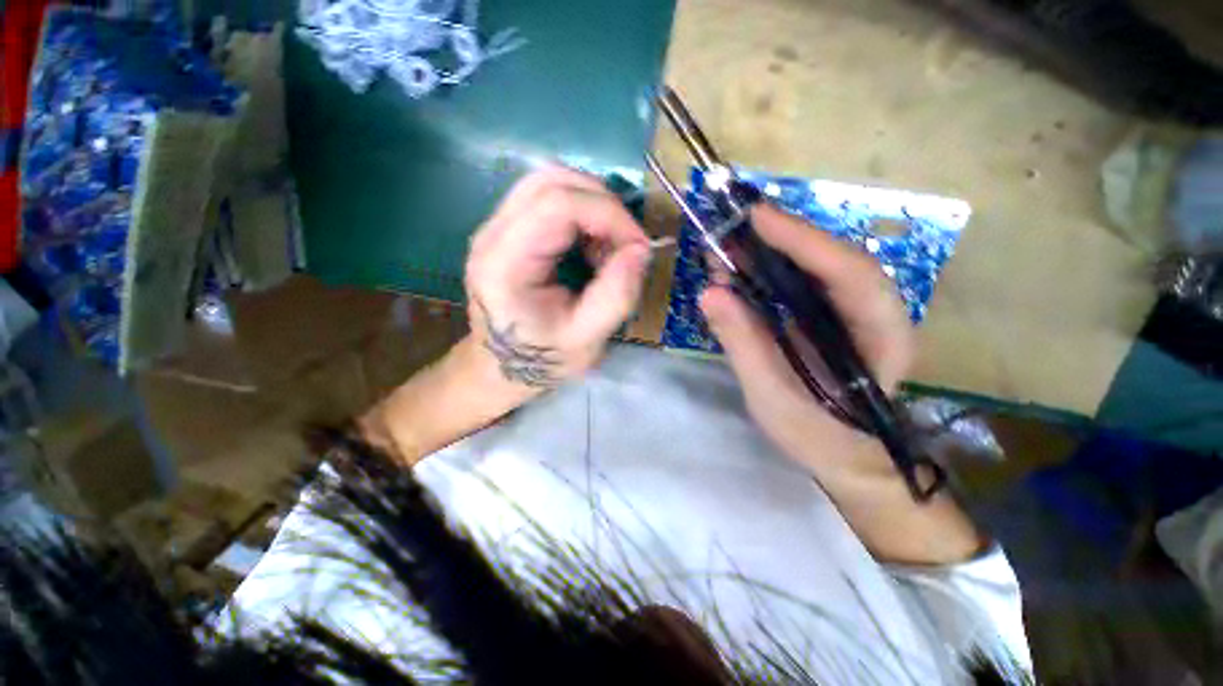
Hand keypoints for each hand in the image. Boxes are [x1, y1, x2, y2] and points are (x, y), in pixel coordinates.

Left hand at [464, 166, 651, 391]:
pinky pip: (548, 199)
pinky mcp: (507, 230)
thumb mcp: (587, 340)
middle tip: (626, 244)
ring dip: (593, 208)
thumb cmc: (543, 360)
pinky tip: (590, 249)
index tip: (639, 245)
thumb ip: (617, 295)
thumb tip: (641, 248)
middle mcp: (491, 235)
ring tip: (607, 250)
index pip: (557, 204)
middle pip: (551, 180)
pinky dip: (582, 215)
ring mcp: (495, 228)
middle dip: (603, 204)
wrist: (503, 368)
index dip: (608, 214)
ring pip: (550, 183)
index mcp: (504, 264)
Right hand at [700, 204, 914, 475]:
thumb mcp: (772, 398)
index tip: (757, 218)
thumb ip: (744, 345)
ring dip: (775, 250)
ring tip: (729, 247)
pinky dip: (772, 269)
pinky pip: (805, 281)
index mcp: (881, 338)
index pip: (850, 273)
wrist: (843, 455)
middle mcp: (877, 314)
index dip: (804, 241)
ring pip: (820, 265)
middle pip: (836, 259)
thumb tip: (710, 293)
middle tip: (734, 227)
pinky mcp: (832, 315)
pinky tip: (742, 269)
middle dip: (786, 238)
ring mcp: (855, 312)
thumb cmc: (816, 436)